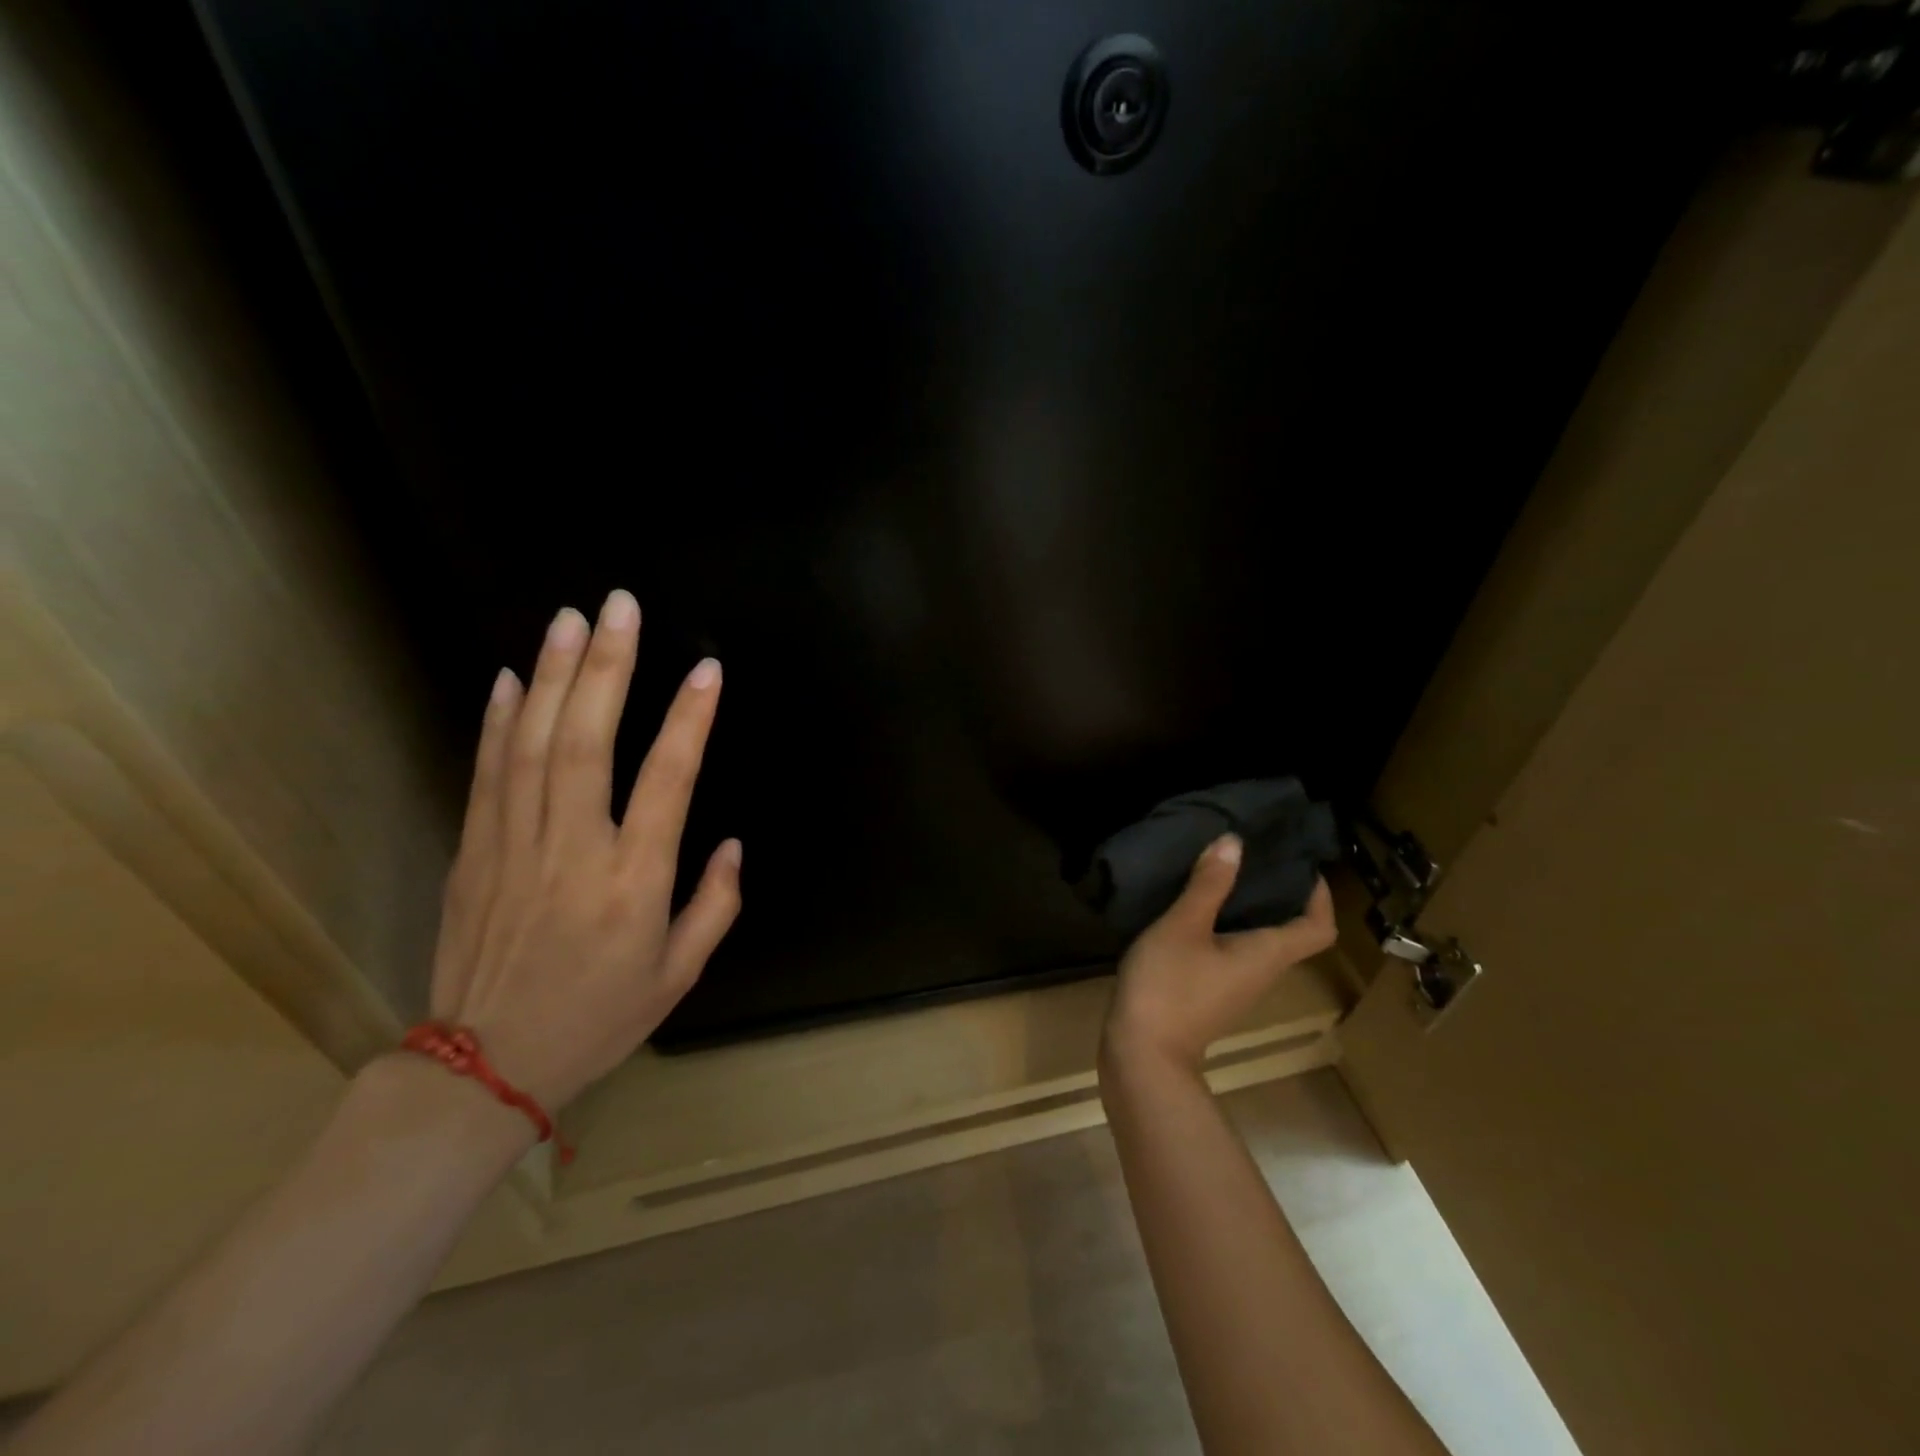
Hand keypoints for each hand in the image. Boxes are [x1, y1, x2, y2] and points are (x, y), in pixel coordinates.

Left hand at [427, 590, 741, 1108]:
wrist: (483, 1068)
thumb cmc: (598, 1018)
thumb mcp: (679, 976)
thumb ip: (714, 905)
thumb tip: (731, 843)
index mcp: (633, 883)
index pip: (667, 781)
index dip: (690, 720)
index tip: (707, 670)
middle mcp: (573, 852)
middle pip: (587, 742)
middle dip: (607, 668)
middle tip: (620, 607)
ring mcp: (514, 847)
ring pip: (533, 745)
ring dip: (553, 676)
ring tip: (570, 620)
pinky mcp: (473, 851)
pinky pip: (486, 773)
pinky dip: (498, 721)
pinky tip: (510, 677)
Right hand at [1103, 835, 1335, 1073]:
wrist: (1143, 1054)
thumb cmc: (1169, 986)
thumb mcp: (1183, 926)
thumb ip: (1208, 885)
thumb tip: (1234, 842)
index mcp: (1267, 954)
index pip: (1318, 927)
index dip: (1320, 895)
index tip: (1301, 863)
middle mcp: (1261, 971)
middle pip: (1288, 931)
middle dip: (1278, 892)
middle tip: (1253, 855)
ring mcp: (1235, 986)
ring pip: (1257, 940)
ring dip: (1247, 906)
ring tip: (1222, 872)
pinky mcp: (1209, 992)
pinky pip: (1230, 950)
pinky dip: (1222, 924)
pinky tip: (1192, 907)